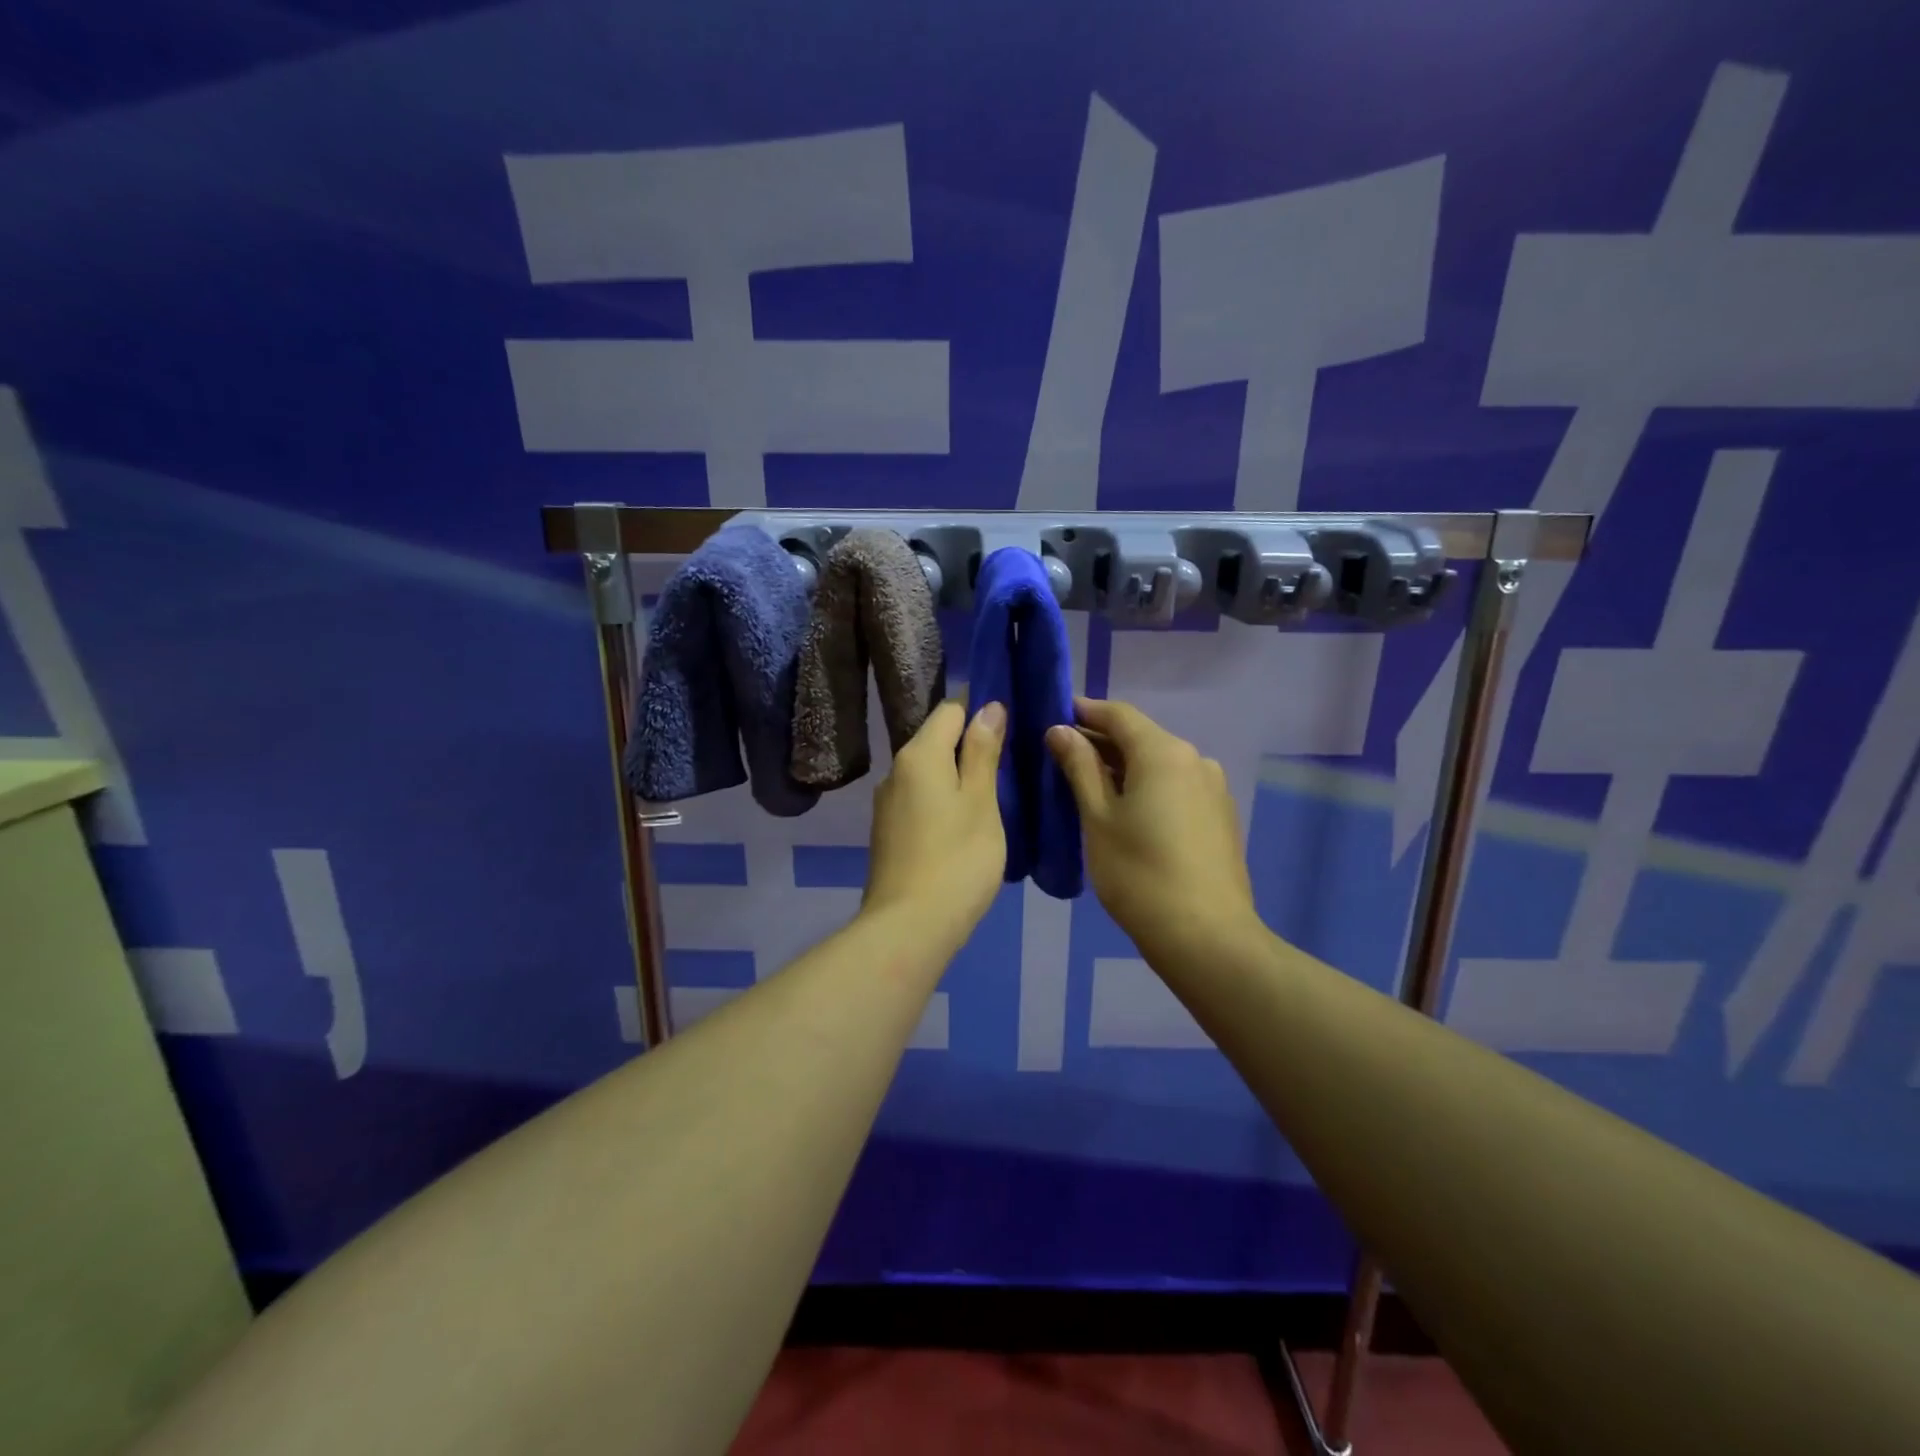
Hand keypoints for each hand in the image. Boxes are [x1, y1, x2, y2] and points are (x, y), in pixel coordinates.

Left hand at [863, 699, 1007, 943]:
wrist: (909, 927)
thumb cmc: (958, 859)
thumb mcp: (982, 802)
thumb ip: (983, 752)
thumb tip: (989, 707)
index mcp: (919, 755)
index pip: (950, 710)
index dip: (980, 710)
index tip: (1011, 725)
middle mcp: (896, 771)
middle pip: (936, 740)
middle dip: (970, 744)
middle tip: (1010, 763)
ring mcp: (888, 804)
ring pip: (928, 773)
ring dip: (957, 775)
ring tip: (993, 794)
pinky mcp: (888, 832)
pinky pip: (920, 799)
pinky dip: (943, 800)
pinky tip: (964, 824)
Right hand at [1046, 697, 1255, 955]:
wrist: (1207, 937)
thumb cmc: (1139, 874)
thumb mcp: (1098, 818)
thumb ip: (1079, 767)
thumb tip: (1060, 730)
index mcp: (1164, 752)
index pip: (1119, 714)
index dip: (1084, 712)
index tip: (1054, 716)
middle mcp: (1195, 759)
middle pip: (1141, 738)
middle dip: (1101, 742)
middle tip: (1062, 756)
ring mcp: (1213, 788)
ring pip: (1160, 764)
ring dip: (1124, 767)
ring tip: (1090, 787)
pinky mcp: (1221, 816)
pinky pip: (1176, 787)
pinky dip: (1148, 788)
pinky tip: (1128, 811)